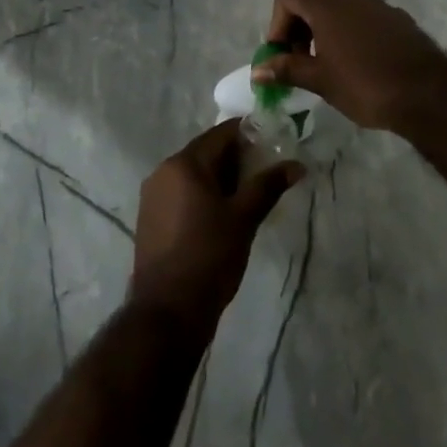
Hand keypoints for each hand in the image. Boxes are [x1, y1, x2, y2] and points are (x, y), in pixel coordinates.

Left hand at [127, 120, 303, 340]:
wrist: (167, 312)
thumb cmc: (209, 257)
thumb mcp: (244, 218)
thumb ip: (268, 185)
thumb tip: (297, 165)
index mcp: (184, 163)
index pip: (222, 133)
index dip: (250, 135)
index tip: (274, 146)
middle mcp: (163, 171)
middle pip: (207, 152)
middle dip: (237, 160)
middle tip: (266, 176)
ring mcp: (153, 195)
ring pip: (194, 174)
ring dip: (221, 179)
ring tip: (248, 198)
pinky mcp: (150, 218)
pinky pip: (182, 193)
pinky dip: (203, 195)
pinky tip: (222, 216)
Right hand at [252, 0, 446, 135]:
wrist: (428, 93)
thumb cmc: (365, 84)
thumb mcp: (320, 80)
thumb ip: (286, 69)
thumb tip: (257, 70)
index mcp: (327, 6)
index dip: (277, 21)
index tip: (283, 53)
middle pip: (312, 1)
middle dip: (299, 30)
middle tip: (300, 65)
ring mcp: (378, 6)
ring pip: (340, 11)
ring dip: (325, 34)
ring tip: (330, 69)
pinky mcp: (398, 20)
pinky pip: (363, 21)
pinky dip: (351, 36)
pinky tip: (361, 68)